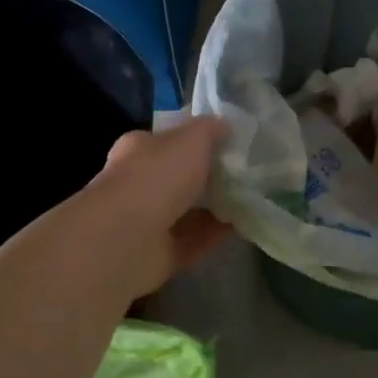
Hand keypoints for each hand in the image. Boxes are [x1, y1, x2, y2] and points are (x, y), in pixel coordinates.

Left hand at [84, 117, 230, 298]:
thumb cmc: (158, 176)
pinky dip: (214, 234)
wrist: (128, 238)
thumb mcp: (192, 138)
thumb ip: (209, 129)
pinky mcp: (158, 253)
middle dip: (208, 175)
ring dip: (214, 206)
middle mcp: (138, 183)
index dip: (196, 139)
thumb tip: (224, 124)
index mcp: (139, 150)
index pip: (168, 140)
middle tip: (245, 172)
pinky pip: (192, 240)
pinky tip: (241, 225)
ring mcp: (146, 221)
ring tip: (250, 198)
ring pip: (186, 210)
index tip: (229, 142)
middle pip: (178, 177)